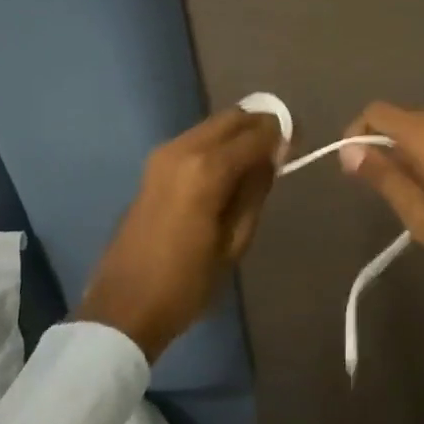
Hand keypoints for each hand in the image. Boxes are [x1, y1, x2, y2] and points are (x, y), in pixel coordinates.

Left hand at [75, 109, 283, 360]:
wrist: (124, 306)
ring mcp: (164, 154)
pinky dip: (219, 144)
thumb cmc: (186, 283)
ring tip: (258, 161)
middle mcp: (184, 149)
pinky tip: (229, 170)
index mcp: (208, 170)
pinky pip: (196, 139)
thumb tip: (272, 158)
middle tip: (281, 148)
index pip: (257, 133)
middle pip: (233, 117)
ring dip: (239, 133)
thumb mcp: (234, 243)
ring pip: (213, 125)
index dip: (282, 133)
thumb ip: (255, 192)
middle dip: (260, 125)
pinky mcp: (153, 165)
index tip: (299, 142)